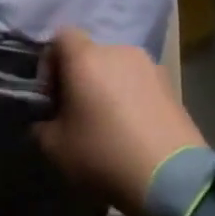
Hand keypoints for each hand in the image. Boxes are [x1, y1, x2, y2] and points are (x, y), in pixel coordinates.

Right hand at [32, 28, 205, 215]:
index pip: (61, 37)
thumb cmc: (104, 154)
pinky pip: (140, 84)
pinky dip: (131, 98)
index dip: (50, 63)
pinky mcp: (172, 86)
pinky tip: (132, 129)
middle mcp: (118, 52)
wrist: (172, 178)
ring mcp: (150, 66)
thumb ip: (41, 126)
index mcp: (85, 58)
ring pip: (117, 69)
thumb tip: (47, 121)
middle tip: (76, 112)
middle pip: (90, 54)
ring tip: (108, 122)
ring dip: (108, 87)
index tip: (51, 95)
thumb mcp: (55, 148)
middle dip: (80, 77)